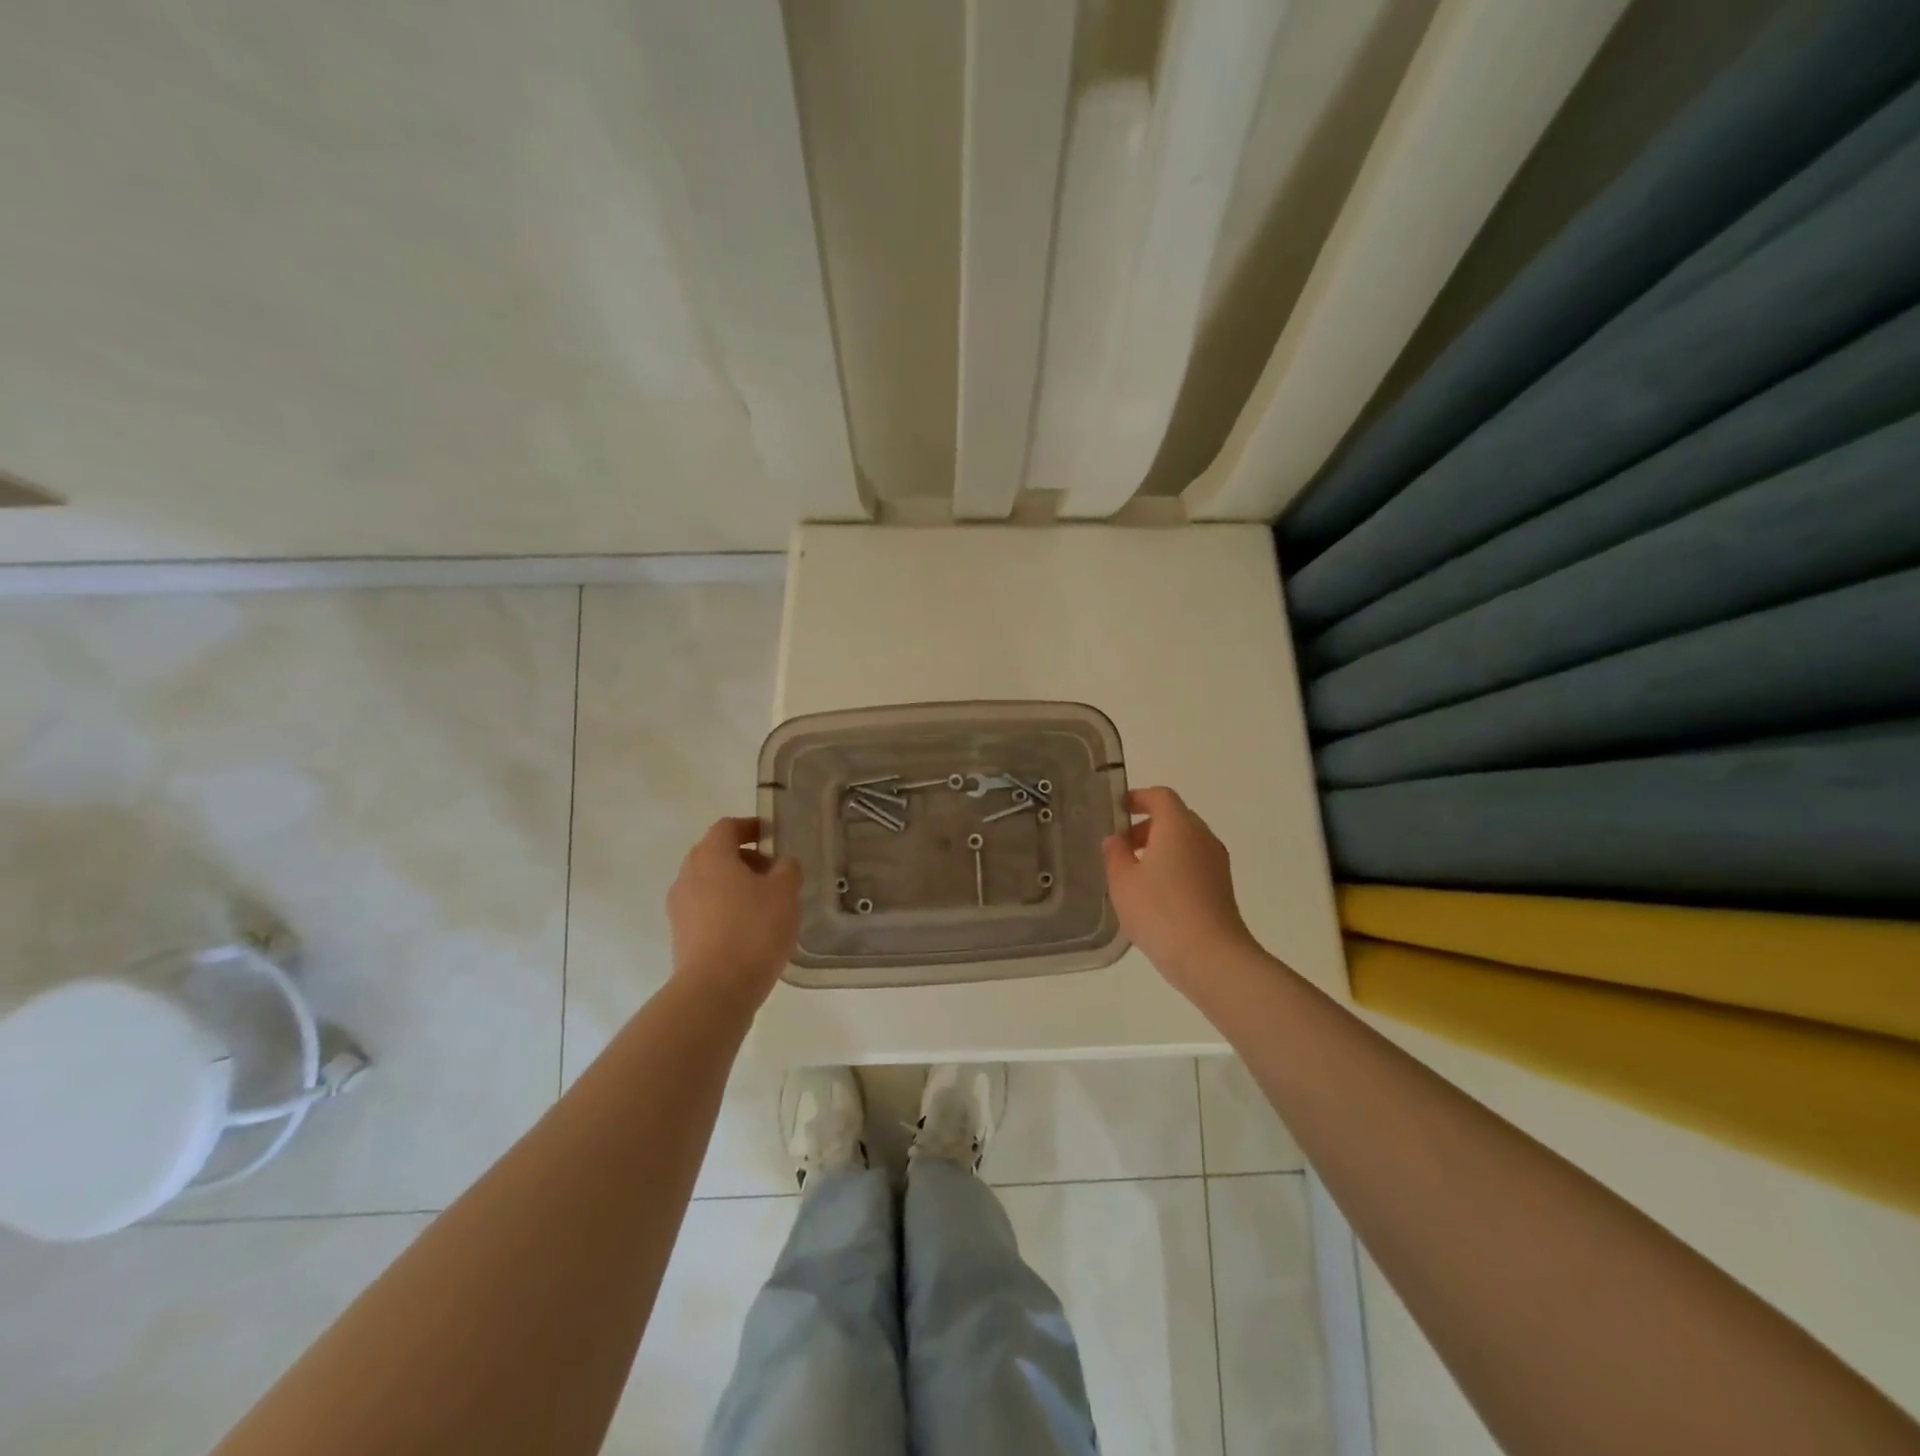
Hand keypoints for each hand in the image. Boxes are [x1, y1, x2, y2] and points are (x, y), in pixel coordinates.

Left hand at [667, 817, 801, 1006]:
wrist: (715, 989)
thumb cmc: (753, 930)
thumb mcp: (785, 893)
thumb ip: (787, 870)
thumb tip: (782, 864)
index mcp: (711, 856)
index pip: (727, 827)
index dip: (750, 827)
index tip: (771, 835)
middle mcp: (688, 876)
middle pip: (714, 854)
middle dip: (743, 857)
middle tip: (773, 871)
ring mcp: (680, 908)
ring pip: (708, 883)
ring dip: (734, 885)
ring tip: (765, 903)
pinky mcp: (681, 936)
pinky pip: (705, 910)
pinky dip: (725, 908)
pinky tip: (750, 928)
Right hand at [1102, 787, 1258, 991]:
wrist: (1211, 957)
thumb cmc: (1160, 911)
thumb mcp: (1122, 882)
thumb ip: (1115, 854)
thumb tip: (1116, 839)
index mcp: (1178, 826)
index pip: (1161, 796)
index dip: (1138, 798)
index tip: (1119, 809)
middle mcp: (1202, 837)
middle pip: (1175, 818)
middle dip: (1147, 826)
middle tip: (1121, 846)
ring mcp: (1217, 863)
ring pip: (1186, 842)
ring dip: (1160, 848)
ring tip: (1134, 874)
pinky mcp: (1222, 887)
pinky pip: (1194, 864)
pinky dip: (1174, 867)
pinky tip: (1155, 895)